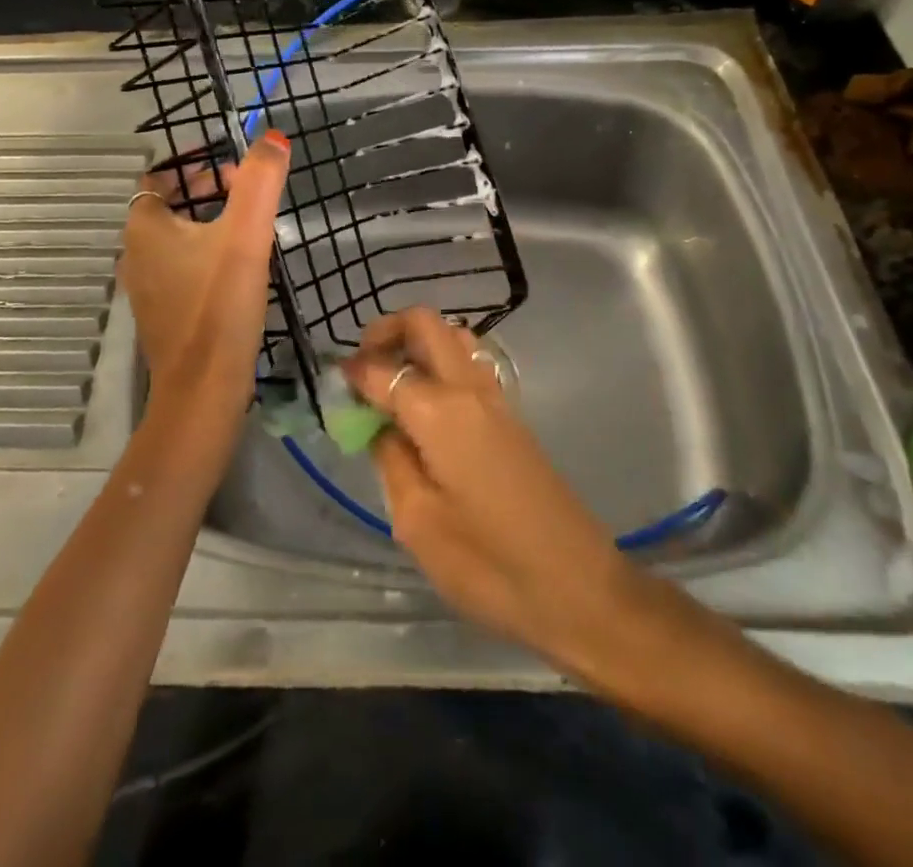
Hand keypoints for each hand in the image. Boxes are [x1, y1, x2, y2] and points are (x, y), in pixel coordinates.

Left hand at [118, 131, 290, 429]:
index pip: (159, 177)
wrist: (204, 388)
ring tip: (249, 229)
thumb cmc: (219, 304)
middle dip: (206, 193)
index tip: (234, 171)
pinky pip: (179, 268)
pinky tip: (236, 271)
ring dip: (206, 225)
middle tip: (248, 196)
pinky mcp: (161, 313)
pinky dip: (202, 257)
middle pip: (169, 206)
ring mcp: (145, 286)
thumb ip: (260, 180)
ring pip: (175, 238)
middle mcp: (134, 252)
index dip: (194, 167)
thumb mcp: (246, 234)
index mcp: (144, 227)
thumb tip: (273, 137)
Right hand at [341, 308, 665, 674]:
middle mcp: (469, 388)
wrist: (580, 589)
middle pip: (425, 323)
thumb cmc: (490, 565)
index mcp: (440, 411)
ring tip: (391, 385)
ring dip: (417, 344)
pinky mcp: (511, 416)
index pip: (383, 369)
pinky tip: (425, 408)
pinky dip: (439, 363)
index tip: (332, 388)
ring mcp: (496, 398)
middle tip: (362, 370)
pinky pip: (469, 364)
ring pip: (452, 336)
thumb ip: (391, 460)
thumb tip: (378, 424)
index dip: (352, 373)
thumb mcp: (419, 522)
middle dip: (386, 332)